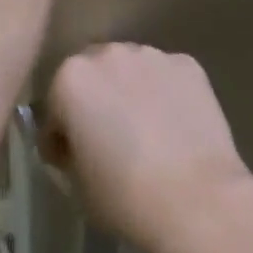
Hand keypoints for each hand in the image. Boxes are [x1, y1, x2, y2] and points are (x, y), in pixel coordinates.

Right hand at [44, 44, 252, 252]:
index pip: (56, 105)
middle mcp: (109, 53)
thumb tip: (76, 143)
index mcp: (72, 79)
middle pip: (95, 74)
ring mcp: (152, 54)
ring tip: (146, 130)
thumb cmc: (125, 197)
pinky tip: (175, 126)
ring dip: (131, 90)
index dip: (61, 134)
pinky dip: (166, 93)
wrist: (196, 199)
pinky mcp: (187, 64)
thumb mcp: (77, 184)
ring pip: (132, 69)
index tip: (71, 158)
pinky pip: (166, 76)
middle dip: (97, 100)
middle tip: (109, 138)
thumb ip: (69, 151)